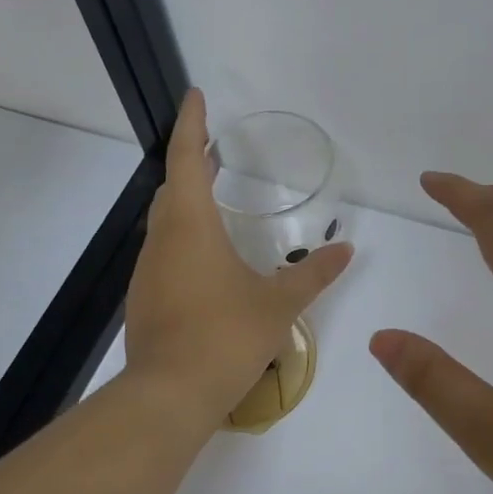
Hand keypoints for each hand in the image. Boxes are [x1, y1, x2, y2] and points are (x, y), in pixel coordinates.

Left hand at [124, 90, 352, 429]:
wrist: (169, 397)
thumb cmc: (226, 337)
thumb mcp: (279, 304)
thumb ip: (313, 275)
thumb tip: (346, 250)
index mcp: (192, 228)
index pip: (186, 160)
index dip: (191, 125)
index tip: (195, 96)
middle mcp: (163, 241)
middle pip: (172, 188)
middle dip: (190, 163)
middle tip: (214, 151)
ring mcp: (149, 272)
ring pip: (165, 222)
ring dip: (186, 202)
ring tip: (214, 198)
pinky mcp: (146, 299)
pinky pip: (165, 252)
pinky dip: (184, 237)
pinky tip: (207, 260)